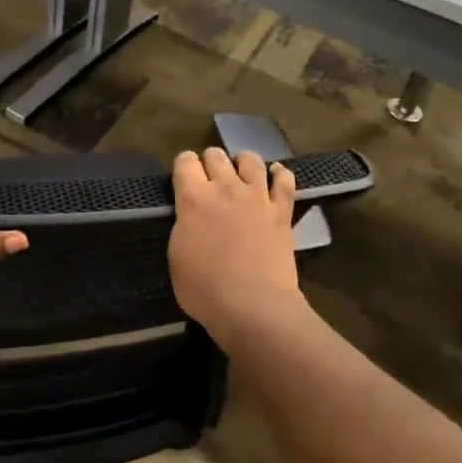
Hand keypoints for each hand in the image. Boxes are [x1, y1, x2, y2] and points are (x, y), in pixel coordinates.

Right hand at [168, 148, 303, 343]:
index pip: (185, 162)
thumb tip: (190, 215)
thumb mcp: (176, 256)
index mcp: (193, 199)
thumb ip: (184, 225)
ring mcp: (257, 197)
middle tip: (210, 178)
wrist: (253, 306)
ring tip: (241, 172)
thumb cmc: (205, 289)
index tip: (184, 178)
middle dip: (210, 161)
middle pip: (216, 155)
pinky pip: (285, 181)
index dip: (183, 165)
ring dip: (242, 162)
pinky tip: (275, 175)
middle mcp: (225, 188)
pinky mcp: (282, 211)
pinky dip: (279, 174)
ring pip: (250, 160)